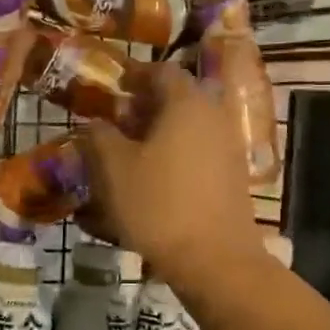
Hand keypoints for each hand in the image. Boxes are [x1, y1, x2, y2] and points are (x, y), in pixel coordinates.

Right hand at [79, 63, 265, 284]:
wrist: (214, 258)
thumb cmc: (158, 205)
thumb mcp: (114, 169)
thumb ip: (100, 136)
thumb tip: (96, 123)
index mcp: (187, 103)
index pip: (162, 71)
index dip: (135, 75)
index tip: (114, 86)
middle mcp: (214, 116)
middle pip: (178, 97)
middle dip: (146, 105)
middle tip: (117, 121)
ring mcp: (228, 146)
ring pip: (190, 125)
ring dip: (160, 131)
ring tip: (130, 152)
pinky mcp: (233, 175)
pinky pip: (200, 150)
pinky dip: (176, 152)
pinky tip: (154, 177)